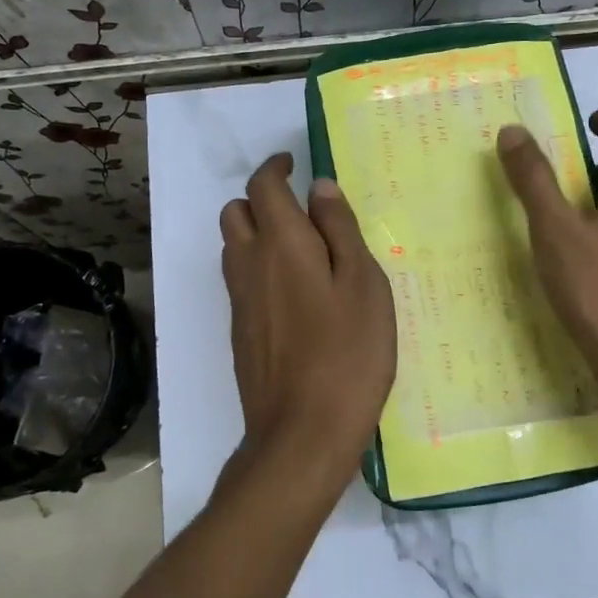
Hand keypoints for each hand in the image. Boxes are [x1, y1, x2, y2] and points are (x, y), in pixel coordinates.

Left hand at [221, 153, 396, 493]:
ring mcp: (239, 300)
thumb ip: (340, 229)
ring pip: (233, 247)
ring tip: (301, 251)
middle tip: (300, 211)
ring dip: (257, 234)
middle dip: (261, 200)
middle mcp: (249, 264)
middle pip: (236, 212)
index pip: (263, 185)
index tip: (293, 165)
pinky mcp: (239, 331)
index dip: (276, 168)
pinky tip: (295, 294)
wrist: (302, 433)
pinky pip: (240, 281)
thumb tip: (320, 187)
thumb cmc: (347, 353)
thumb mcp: (363, 284)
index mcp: (281, 243)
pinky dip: (259, 268)